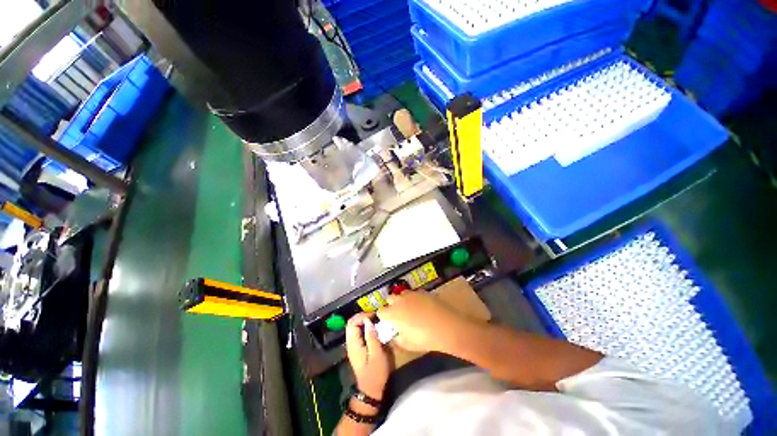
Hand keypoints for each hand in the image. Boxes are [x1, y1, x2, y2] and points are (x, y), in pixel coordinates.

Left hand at [346, 313, 390, 399]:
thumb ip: (372, 337)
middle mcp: (350, 344)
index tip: (373, 315)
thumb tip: (369, 321)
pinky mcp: (357, 349)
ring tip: (374, 320)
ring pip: (353, 328)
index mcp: (354, 344)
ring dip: (362, 321)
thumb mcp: (377, 354)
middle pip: (351, 324)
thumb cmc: (375, 373)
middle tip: (374, 316)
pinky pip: (357, 333)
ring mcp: (353, 346)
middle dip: (361, 317)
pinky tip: (372, 328)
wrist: (370, 390)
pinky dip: (363, 327)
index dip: (361, 316)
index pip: (352, 324)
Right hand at [378, 291, 469, 353]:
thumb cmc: (424, 338)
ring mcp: (411, 294)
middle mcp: (399, 300)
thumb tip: (395, 335)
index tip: (388, 322)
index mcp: (392, 313)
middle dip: (391, 305)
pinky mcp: (422, 292)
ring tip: (409, 309)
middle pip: (390, 299)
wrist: (446, 327)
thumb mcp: (407, 344)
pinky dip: (413, 298)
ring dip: (402, 300)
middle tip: (398, 315)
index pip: (381, 312)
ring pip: (401, 294)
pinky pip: (413, 293)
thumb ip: (397, 338)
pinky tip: (421, 306)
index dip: (384, 317)